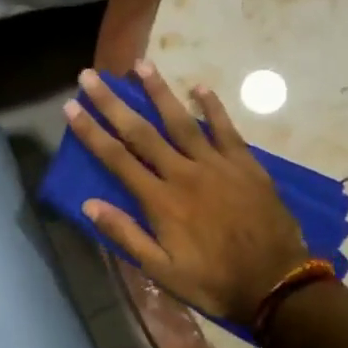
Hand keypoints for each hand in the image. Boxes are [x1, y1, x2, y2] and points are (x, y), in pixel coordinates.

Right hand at [65, 61, 307, 323]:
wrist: (276, 283)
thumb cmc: (213, 281)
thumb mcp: (161, 270)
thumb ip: (126, 235)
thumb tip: (89, 205)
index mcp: (160, 201)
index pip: (117, 158)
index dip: (91, 131)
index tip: (71, 106)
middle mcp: (184, 173)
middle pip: (142, 132)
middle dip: (113, 103)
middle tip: (91, 75)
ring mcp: (217, 165)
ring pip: (182, 121)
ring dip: (159, 91)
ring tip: (140, 64)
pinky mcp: (246, 165)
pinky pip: (226, 128)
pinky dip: (212, 107)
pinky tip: (199, 87)